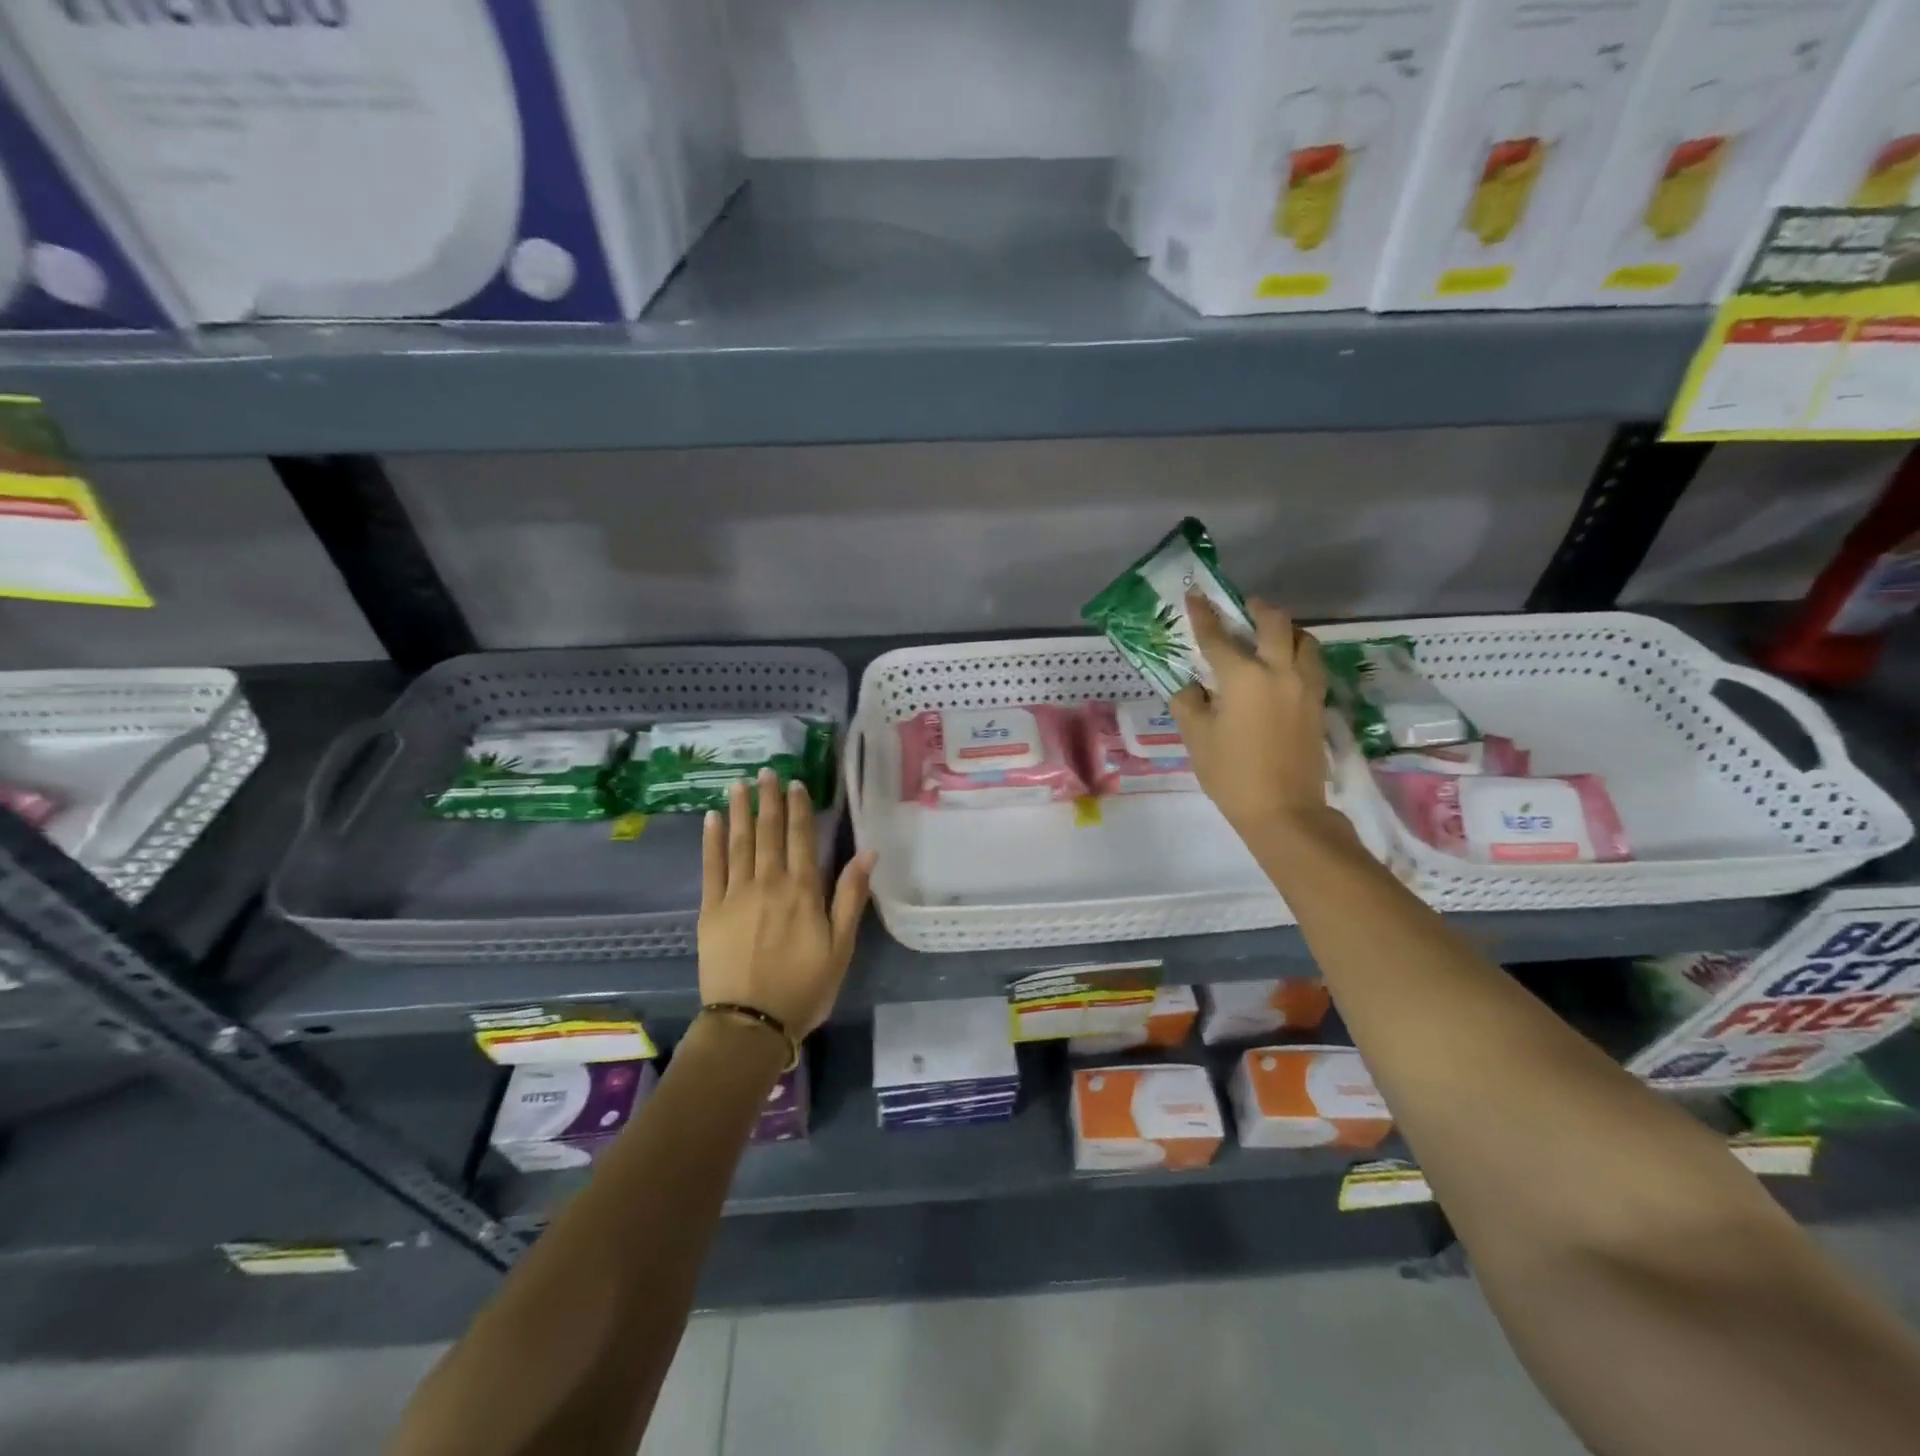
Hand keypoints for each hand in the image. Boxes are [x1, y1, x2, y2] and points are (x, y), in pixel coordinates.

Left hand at [698, 770, 873, 1036]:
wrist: (750, 1023)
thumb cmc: (805, 987)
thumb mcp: (841, 946)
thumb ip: (851, 896)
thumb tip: (868, 851)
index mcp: (802, 890)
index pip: (801, 837)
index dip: (799, 808)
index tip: (794, 783)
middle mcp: (768, 882)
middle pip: (768, 832)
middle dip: (768, 800)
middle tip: (765, 772)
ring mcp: (736, 894)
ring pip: (739, 842)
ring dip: (739, 811)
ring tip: (739, 785)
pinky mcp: (711, 910)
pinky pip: (711, 867)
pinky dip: (711, 841)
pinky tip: (711, 820)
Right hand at [1168, 593, 1331, 837]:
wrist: (1283, 810)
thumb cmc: (1231, 774)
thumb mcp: (1197, 738)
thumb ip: (1188, 703)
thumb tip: (1189, 685)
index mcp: (1243, 677)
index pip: (1218, 636)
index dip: (1203, 615)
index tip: (1194, 596)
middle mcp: (1279, 671)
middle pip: (1274, 622)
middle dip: (1256, 608)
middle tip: (1241, 608)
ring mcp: (1305, 685)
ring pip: (1304, 638)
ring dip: (1285, 628)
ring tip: (1269, 634)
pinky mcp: (1318, 702)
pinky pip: (1312, 662)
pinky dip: (1299, 651)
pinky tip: (1285, 664)